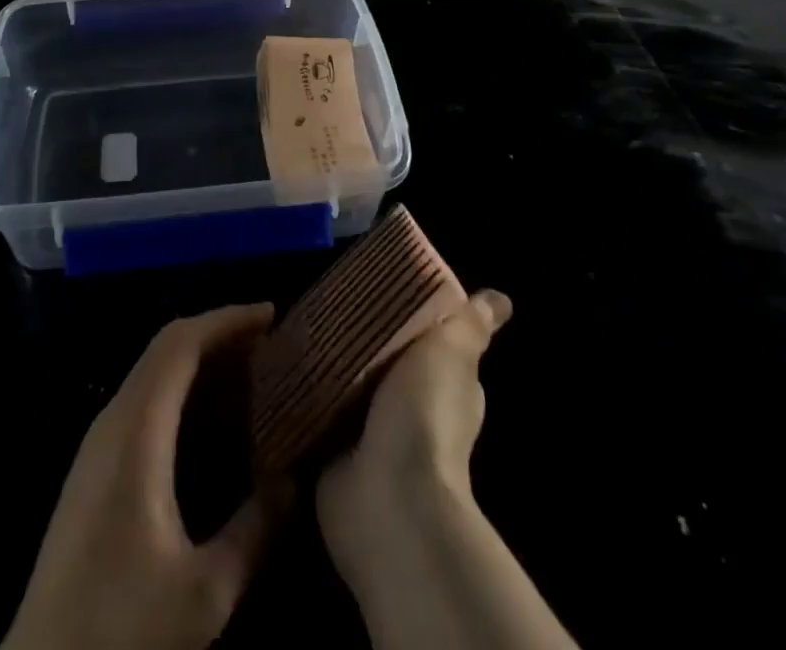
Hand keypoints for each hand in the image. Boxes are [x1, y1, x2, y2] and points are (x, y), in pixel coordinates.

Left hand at [2, 304, 278, 649]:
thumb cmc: (121, 629)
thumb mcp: (204, 593)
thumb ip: (254, 531)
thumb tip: (292, 482)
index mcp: (136, 430)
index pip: (181, 342)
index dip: (226, 319)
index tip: (272, 316)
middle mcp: (113, 421)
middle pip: (166, 348)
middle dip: (219, 335)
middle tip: (270, 345)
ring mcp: (98, 444)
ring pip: (153, 374)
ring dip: (201, 362)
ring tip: (251, 374)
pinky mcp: (94, 469)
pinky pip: (144, 401)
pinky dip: (183, 391)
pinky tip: (212, 422)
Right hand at [315, 290, 512, 575]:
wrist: (388, 497)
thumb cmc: (425, 415)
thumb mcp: (450, 353)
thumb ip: (469, 325)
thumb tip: (502, 299)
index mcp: (445, 386)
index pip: (430, 342)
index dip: (411, 318)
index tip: (381, 287)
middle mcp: (410, 411)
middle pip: (383, 362)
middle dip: (361, 338)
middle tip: (327, 298)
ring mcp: (371, 435)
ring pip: (347, 386)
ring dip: (328, 366)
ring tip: (298, 323)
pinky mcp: (334, 452)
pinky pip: (316, 412)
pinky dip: (304, 394)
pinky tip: (283, 363)